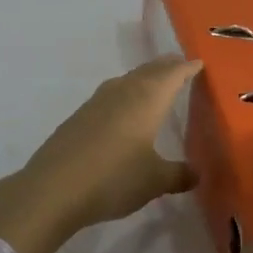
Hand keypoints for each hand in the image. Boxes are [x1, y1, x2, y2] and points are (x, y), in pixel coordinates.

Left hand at [0, 57, 202, 252]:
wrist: (53, 189)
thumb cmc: (114, 178)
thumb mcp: (155, 181)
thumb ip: (179, 174)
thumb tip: (197, 173)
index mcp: (148, 98)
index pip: (173, 74)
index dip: (188, 68)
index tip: (200, 63)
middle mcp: (123, 91)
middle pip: (150, 70)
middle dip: (167, 67)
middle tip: (181, 66)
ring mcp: (97, 102)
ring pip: (128, 80)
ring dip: (144, 79)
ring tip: (154, 85)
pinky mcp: (79, 117)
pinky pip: (110, 95)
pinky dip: (124, 95)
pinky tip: (122, 112)